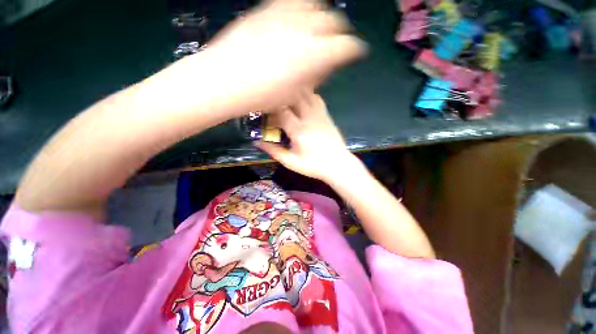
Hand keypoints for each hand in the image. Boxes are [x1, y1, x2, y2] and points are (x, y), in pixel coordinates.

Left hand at [170, 0, 365, 117]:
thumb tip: (323, 67)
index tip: (355, 52)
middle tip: (336, 42)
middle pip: (334, 21)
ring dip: (322, 16)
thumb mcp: (294, 94)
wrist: (225, 80)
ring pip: (316, 5)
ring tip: (318, 29)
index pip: (346, 46)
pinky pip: (291, 1)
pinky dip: (301, 8)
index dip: (354, 49)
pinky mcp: (266, 9)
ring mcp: (284, 15)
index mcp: (314, 56)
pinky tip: (297, 19)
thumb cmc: (262, 96)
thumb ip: (313, 77)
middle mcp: (304, 30)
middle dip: (340, 31)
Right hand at [255, 92, 358, 181]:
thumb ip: (274, 151)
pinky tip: (303, 104)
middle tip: (275, 106)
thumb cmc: (314, 166)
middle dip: (281, 99)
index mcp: (298, 130)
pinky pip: (316, 99)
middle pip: (293, 97)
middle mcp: (309, 118)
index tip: (265, 113)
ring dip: (294, 94)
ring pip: (306, 94)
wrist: (339, 165)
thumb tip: (257, 142)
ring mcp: (320, 115)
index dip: (270, 109)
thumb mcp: (291, 162)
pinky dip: (308, 96)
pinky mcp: (327, 115)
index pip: (281, 110)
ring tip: (287, 102)